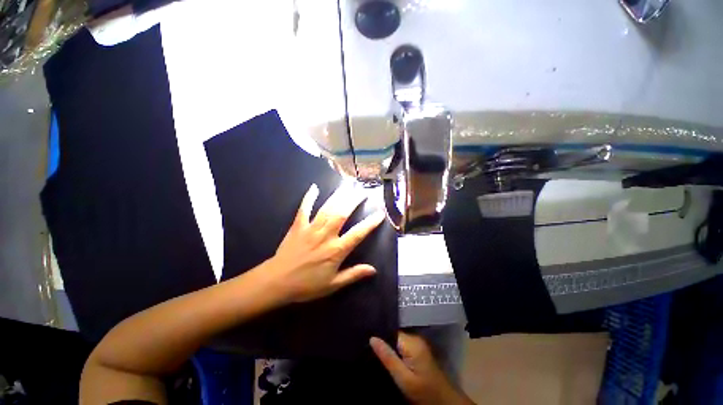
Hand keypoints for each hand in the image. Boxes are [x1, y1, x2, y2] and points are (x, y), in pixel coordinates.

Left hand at [265, 183, 385, 303]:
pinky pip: (304, 209)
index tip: (380, 213)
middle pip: (342, 214)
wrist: (277, 282)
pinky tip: (314, 187)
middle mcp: (326, 235)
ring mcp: (311, 228)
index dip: (370, 223)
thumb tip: (373, 270)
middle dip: (354, 201)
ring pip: (327, 208)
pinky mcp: (298, 226)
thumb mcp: (333, 284)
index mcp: (336, 250)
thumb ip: (353, 274)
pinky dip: (309, 197)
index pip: (358, 233)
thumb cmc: (307, 285)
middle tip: (363, 191)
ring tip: (348, 186)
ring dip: (338, 196)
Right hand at [371, 332, 474, 404]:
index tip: (367, 340)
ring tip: (376, 352)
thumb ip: (388, 357)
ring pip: (398, 340)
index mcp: (412, 342)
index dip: (380, 335)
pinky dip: (396, 351)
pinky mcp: (419, 350)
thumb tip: (372, 338)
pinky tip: (388, 357)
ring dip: (389, 347)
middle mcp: (416, 338)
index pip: (391, 331)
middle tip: (370, 348)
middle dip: (384, 341)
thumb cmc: (423, 391)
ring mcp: (418, 344)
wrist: (444, 401)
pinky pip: (403, 345)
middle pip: (394, 335)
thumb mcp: (403, 378)